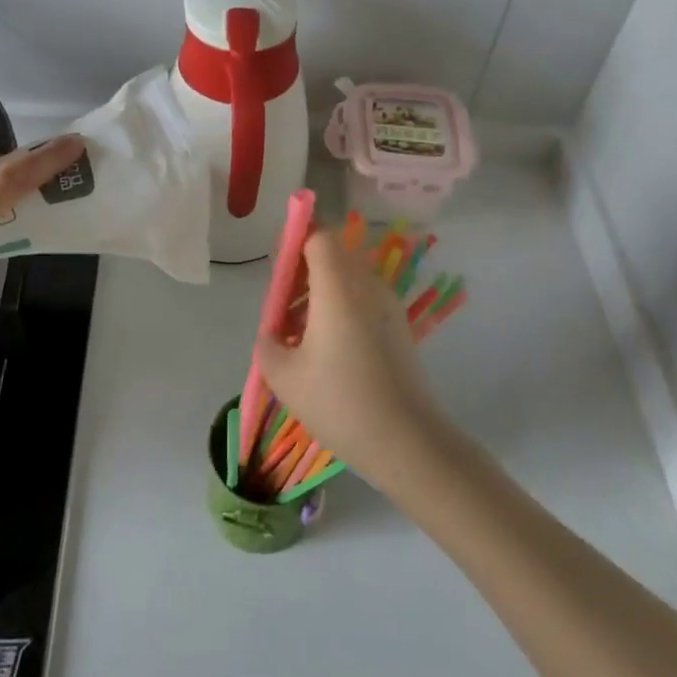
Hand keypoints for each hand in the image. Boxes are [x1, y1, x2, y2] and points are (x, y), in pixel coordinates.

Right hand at [254, 226, 443, 482]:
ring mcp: (389, 306)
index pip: (319, 235)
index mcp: (339, 286)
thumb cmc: (340, 403)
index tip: (276, 271)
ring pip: (348, 279)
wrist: (407, 441)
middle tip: (281, 311)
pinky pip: (363, 301)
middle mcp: (368, 285)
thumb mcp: (284, 377)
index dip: (295, 241)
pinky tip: (326, 353)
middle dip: (302, 272)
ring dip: (319, 294)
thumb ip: (268, 344)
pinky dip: (340, 311)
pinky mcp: (399, 328)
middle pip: (333, 255)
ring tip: (298, 338)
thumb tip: (274, 334)